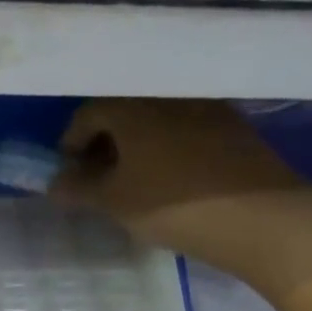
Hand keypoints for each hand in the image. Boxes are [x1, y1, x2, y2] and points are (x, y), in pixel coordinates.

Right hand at [51, 98, 311, 299]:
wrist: (257, 215)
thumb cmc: (171, 205)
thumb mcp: (114, 202)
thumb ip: (78, 189)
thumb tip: (55, 183)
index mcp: (132, 106)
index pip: (88, 114)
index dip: (70, 143)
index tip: (68, 172)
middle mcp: (167, 95)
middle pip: (123, 111)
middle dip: (104, 141)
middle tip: (97, 176)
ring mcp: (204, 106)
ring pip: (155, 118)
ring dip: (136, 143)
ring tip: (133, 179)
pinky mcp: (232, 124)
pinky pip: (184, 128)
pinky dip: (166, 146)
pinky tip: (169, 177)